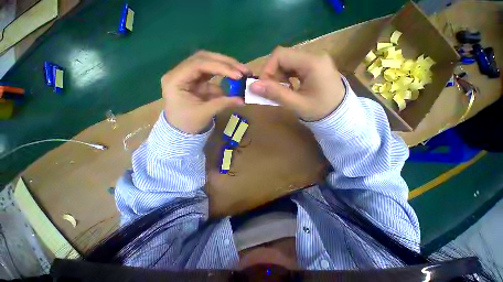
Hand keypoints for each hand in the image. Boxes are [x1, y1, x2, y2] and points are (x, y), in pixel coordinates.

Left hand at [161, 51, 247, 133]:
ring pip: (208, 64)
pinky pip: (212, 75)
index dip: (220, 67)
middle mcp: (180, 73)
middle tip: (243, 70)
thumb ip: (223, 104)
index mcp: (175, 80)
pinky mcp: (197, 81)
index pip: (198, 65)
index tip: (238, 75)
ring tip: (241, 72)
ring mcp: (189, 76)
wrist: (181, 130)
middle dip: (225, 63)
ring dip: (226, 67)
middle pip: (204, 59)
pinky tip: (234, 80)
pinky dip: (224, 78)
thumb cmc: (188, 123)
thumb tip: (243, 100)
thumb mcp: (205, 113)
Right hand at [249, 47, 344, 121]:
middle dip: (273, 74)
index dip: (267, 69)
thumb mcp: (296, 104)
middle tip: (271, 91)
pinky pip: (294, 67)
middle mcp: (314, 56)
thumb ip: (275, 94)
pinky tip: (288, 88)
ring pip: (288, 62)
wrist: (340, 115)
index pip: (280, 54)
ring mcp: (315, 61)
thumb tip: (253, 86)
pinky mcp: (314, 67)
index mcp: (312, 63)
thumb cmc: (320, 111)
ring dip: (279, 76)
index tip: (263, 86)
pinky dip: (286, 77)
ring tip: (280, 91)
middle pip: (284, 57)